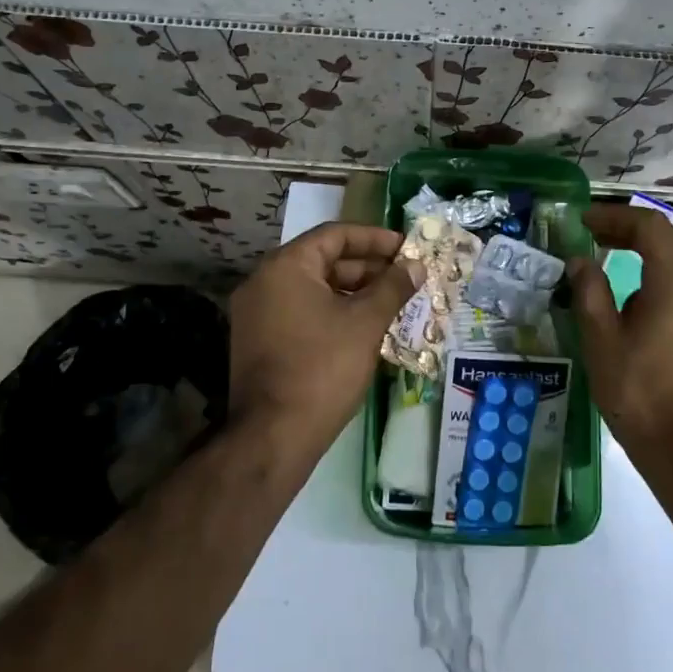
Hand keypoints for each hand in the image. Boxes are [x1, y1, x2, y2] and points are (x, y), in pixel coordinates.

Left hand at [228, 223, 422, 456]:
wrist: (273, 436)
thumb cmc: (323, 368)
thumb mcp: (365, 323)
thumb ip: (392, 287)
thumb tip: (416, 265)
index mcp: (285, 266)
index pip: (335, 235)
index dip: (374, 239)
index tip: (406, 249)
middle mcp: (263, 281)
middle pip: (323, 261)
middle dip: (367, 269)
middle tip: (404, 278)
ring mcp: (256, 313)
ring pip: (313, 289)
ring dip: (353, 293)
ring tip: (392, 304)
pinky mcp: (259, 341)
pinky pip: (301, 312)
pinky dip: (332, 313)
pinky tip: (364, 329)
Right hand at [569, 203, 672, 461]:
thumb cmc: (641, 395)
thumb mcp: (602, 342)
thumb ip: (590, 293)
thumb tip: (581, 261)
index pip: (649, 226)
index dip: (615, 217)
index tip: (584, 222)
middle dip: (634, 228)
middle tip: (598, 234)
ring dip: (651, 250)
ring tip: (615, 259)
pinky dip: (664, 274)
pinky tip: (639, 298)